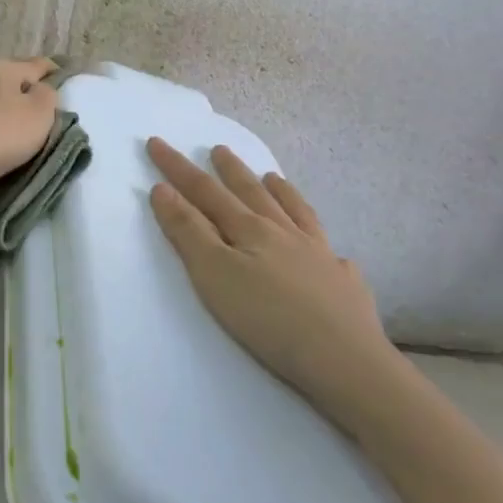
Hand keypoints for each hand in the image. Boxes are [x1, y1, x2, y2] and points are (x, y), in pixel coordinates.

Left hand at [0, 57, 60, 193]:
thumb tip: (38, 90)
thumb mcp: (39, 115)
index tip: (64, 81)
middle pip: (7, 79)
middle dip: (23, 93)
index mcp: (0, 66)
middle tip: (39, 114)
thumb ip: (47, 96)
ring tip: (11, 131)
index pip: (36, 64)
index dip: (54, 72)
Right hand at [145, 138, 399, 422]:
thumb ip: (188, 231)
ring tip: (272, 177)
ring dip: (279, 192)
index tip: (157, 142)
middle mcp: (285, 233)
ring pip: (296, 213)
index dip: (178, 168)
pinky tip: (330, 249)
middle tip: (218, 149)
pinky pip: (333, 252)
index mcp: (249, 229)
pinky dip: (323, 240)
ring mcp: (320, 256)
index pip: (205, 191)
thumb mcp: (213, 274)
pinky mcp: (344, 284)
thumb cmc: (267, 318)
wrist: (345, 360)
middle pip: (251, 193)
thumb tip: (163, 189)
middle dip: (230, 170)